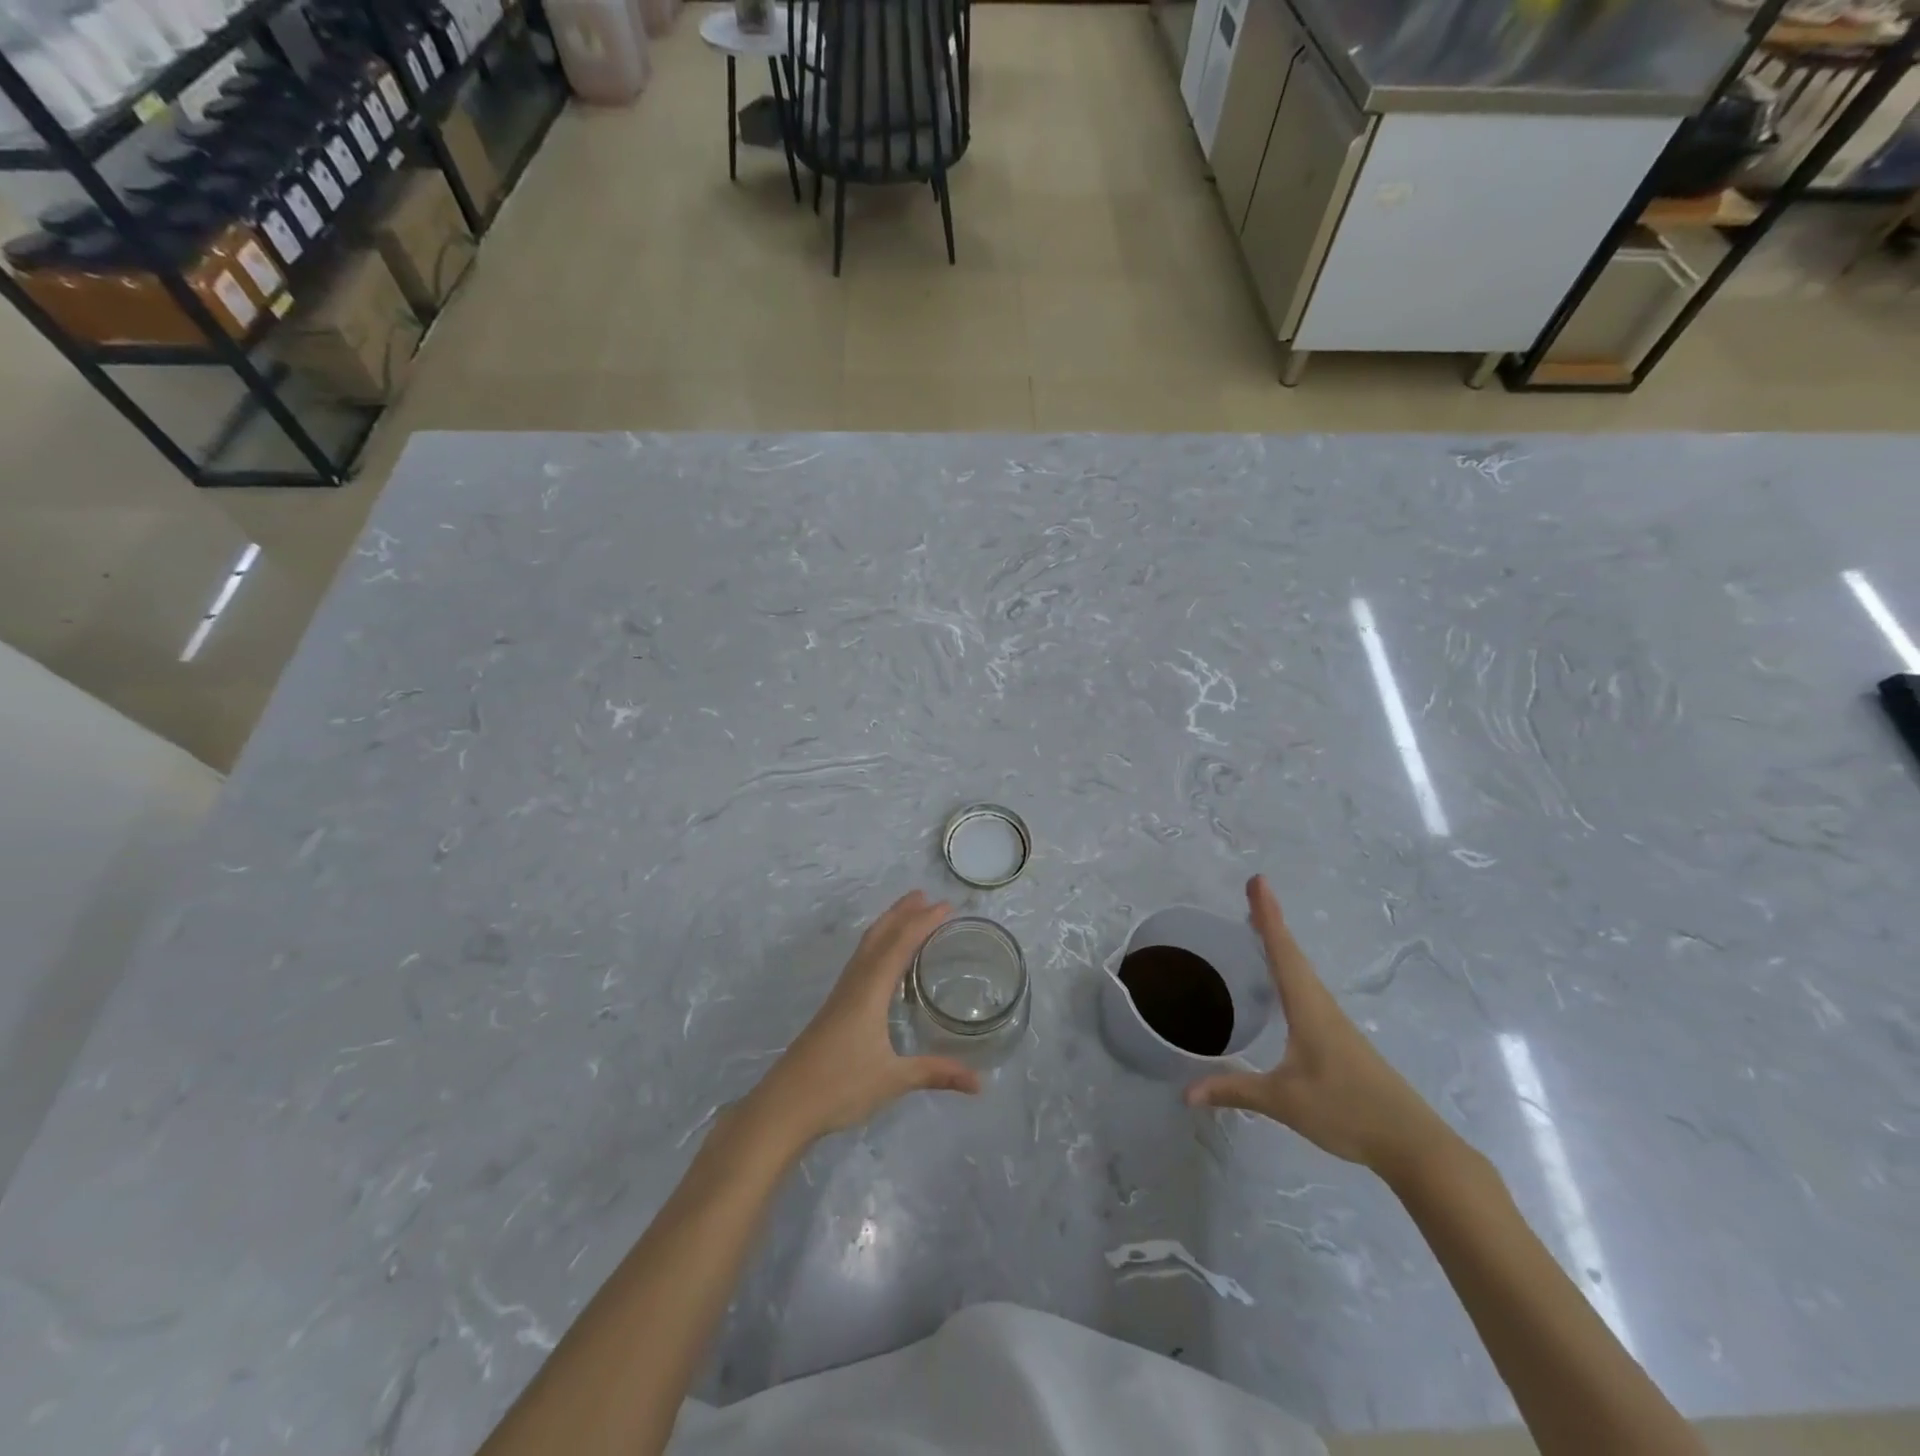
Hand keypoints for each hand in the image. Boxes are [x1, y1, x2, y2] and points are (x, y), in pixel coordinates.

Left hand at [746, 892, 981, 1146]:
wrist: (784, 1105)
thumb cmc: (839, 1086)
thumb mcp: (892, 1080)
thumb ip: (935, 1074)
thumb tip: (979, 1083)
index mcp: (869, 991)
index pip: (900, 945)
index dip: (923, 922)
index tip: (946, 907)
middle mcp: (854, 983)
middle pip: (878, 936)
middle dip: (901, 913)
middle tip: (925, 896)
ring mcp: (841, 994)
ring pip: (866, 947)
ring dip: (887, 926)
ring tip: (907, 915)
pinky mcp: (834, 1007)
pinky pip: (860, 962)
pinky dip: (877, 946)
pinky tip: (884, 962)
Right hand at [1185, 876, 1453, 1180]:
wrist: (1414, 1145)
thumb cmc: (1347, 1111)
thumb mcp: (1284, 1101)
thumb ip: (1234, 1090)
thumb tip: (1186, 1093)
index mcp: (1308, 1008)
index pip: (1282, 952)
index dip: (1268, 916)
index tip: (1258, 881)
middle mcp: (1322, 1006)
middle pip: (1292, 954)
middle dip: (1271, 921)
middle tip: (1254, 891)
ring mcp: (1334, 1023)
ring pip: (1302, 972)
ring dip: (1281, 944)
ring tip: (1260, 926)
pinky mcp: (1340, 1040)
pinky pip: (1308, 991)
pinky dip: (1290, 971)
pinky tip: (1283, 983)